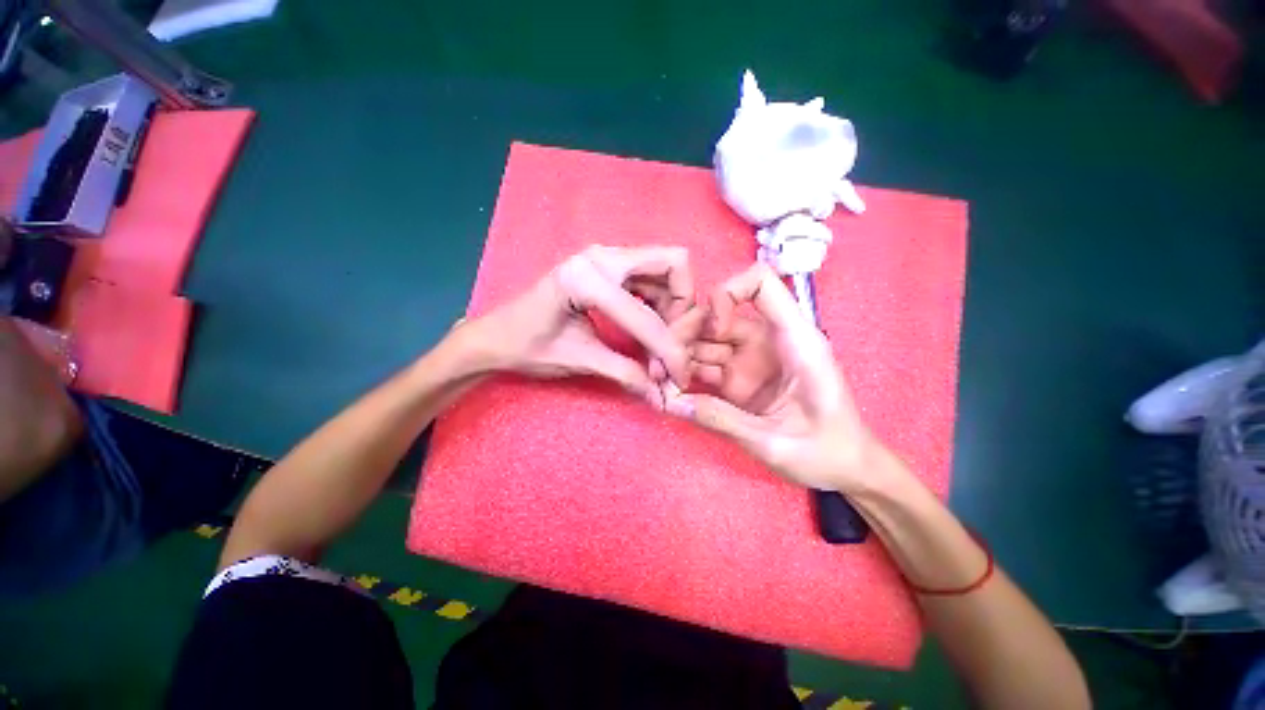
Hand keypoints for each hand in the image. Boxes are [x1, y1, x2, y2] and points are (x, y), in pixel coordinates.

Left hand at [461, 246, 693, 401]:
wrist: (494, 336)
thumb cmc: (525, 347)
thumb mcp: (578, 361)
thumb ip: (626, 374)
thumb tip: (663, 398)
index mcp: (586, 278)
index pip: (647, 316)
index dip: (669, 350)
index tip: (678, 378)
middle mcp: (600, 257)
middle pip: (672, 264)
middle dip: (682, 309)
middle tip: (671, 346)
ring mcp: (605, 258)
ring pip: (666, 269)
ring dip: (673, 307)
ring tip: (660, 343)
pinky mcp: (607, 268)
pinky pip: (651, 278)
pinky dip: (661, 303)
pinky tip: (650, 330)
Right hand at [664, 263, 881, 492]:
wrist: (845, 469)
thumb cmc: (826, 452)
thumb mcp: (774, 441)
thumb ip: (722, 419)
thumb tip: (670, 401)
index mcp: (794, 340)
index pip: (760, 284)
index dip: (728, 294)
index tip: (713, 331)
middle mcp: (767, 341)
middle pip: (717, 315)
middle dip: (685, 334)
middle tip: (661, 365)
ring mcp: (748, 360)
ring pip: (704, 341)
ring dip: (678, 356)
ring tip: (657, 380)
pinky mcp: (737, 379)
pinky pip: (704, 367)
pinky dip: (684, 375)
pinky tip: (668, 390)